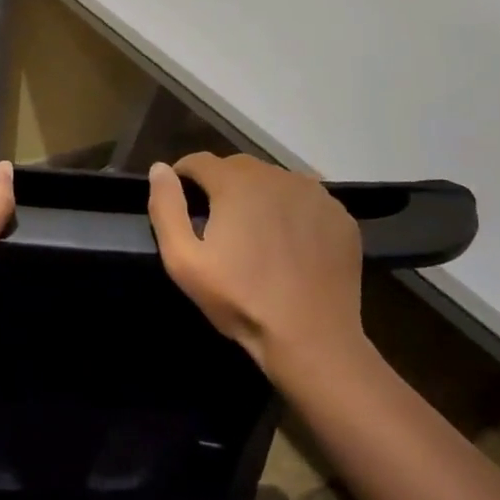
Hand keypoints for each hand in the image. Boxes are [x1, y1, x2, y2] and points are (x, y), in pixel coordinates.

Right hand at [147, 152, 364, 374]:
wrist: (311, 338)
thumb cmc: (240, 299)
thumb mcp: (184, 260)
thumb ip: (166, 208)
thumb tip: (160, 168)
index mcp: (237, 183)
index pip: (199, 161)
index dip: (183, 176)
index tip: (180, 200)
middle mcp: (278, 176)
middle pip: (238, 167)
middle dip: (221, 185)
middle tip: (216, 222)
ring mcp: (315, 194)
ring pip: (274, 181)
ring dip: (258, 196)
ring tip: (254, 233)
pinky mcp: (340, 216)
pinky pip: (305, 200)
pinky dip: (291, 211)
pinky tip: (288, 244)